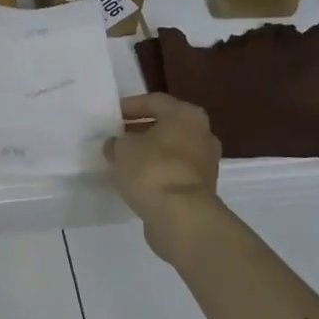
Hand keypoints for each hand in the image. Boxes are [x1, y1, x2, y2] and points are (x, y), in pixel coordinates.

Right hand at [104, 93, 221, 230]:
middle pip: (167, 125)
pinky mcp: (202, 188)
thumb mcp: (122, 149)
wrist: (181, 217)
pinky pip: (174, 172)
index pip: (154, 101)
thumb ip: (117, 142)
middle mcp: (202, 133)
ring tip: (125, 159)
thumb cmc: (152, 170)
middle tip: (118, 136)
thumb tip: (116, 144)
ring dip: (151, 152)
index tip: (112, 115)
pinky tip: (137, 180)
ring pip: (172, 150)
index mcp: (186, 115)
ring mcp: (206, 162)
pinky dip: (158, 172)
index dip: (130, 106)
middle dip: (142, 130)